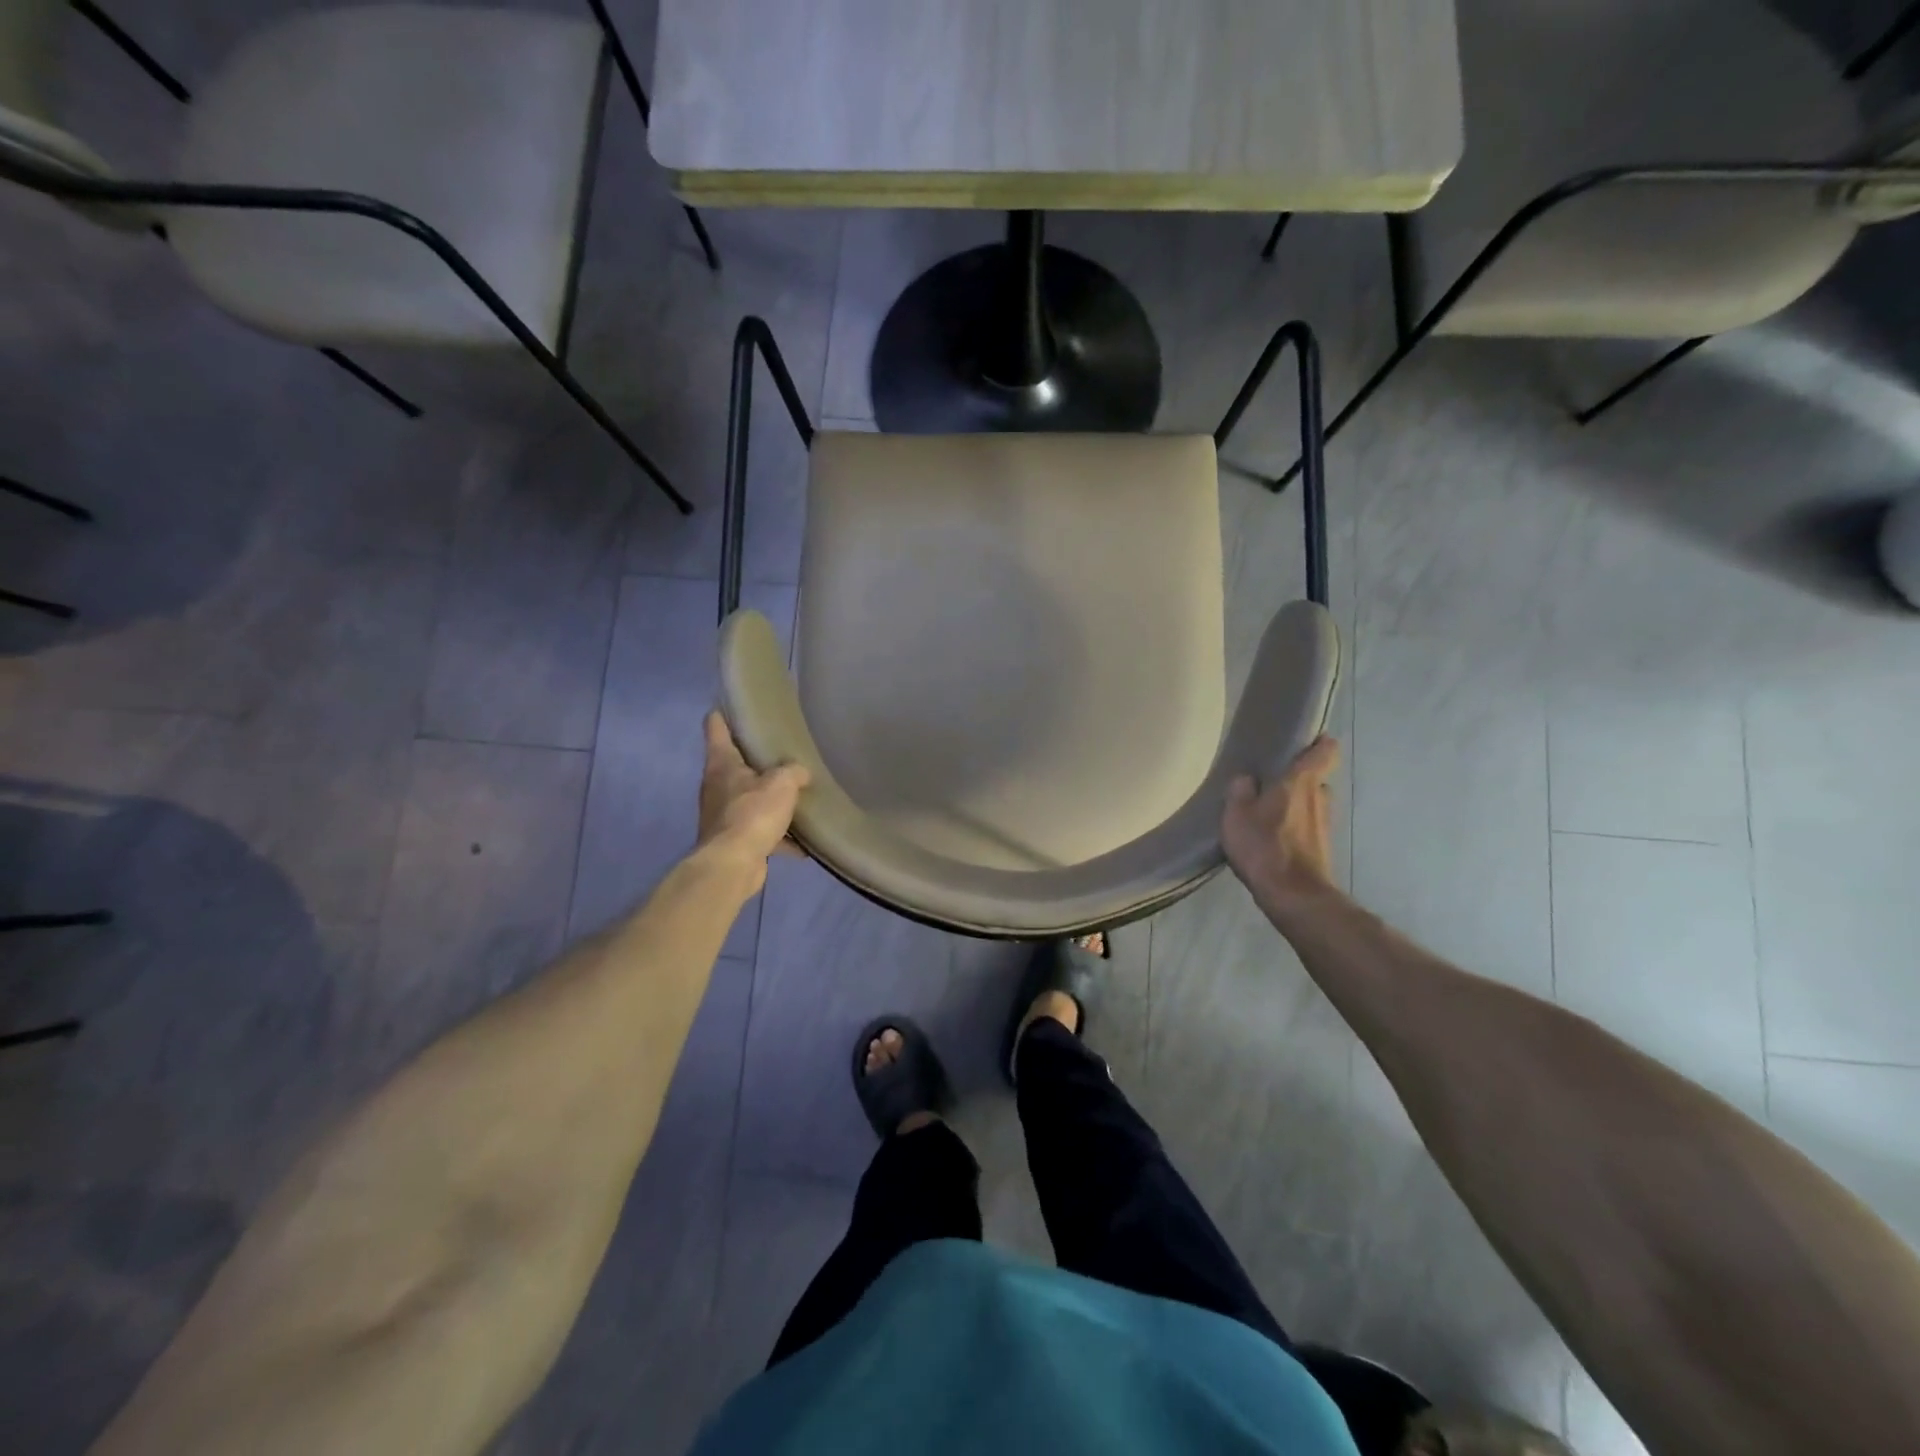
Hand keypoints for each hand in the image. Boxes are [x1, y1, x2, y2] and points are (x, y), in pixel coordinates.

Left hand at [697, 711, 809, 889]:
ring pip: (749, 800)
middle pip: (735, 764)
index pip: (716, 727)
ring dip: (769, 801)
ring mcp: (723, 815)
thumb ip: (793, 771)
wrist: (732, 865)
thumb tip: (800, 773)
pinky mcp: (734, 841)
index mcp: (722, 763)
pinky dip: (779, 837)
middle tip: (783, 752)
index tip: (738, 705)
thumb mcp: (782, 783)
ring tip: (796, 798)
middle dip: (756, 760)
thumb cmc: (752, 813)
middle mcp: (717, 786)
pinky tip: (802, 844)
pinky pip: (760, 832)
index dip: (725, 713)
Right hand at [1222, 736, 1340, 915]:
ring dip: (1296, 805)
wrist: (1293, 895)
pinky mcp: (1322, 848)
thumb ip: (1241, 790)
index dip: (1319, 743)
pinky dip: (1295, 827)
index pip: (1326, 751)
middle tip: (1271, 782)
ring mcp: (1325, 824)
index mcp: (1302, 782)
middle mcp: (1321, 798)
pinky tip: (1273, 837)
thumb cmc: (1264, 846)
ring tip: (1268, 812)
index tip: (1304, 741)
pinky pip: (1308, 826)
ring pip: (1311, 804)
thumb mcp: (1236, 814)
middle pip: (1316, 779)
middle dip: (1297, 779)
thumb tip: (1247, 779)